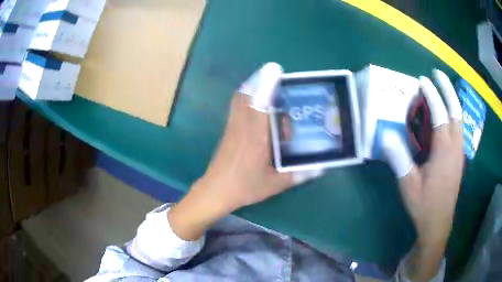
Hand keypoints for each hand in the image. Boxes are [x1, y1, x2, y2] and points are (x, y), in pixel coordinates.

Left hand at [169, 63, 299, 240]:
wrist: (216, 190)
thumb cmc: (245, 186)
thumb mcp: (275, 184)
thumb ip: (298, 174)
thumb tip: (320, 168)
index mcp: (256, 136)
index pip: (260, 103)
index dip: (267, 84)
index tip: (275, 69)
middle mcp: (243, 125)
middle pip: (248, 94)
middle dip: (260, 79)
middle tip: (276, 74)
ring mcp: (233, 125)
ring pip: (240, 98)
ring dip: (252, 85)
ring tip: (267, 82)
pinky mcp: (229, 128)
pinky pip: (236, 105)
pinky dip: (245, 95)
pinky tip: (255, 99)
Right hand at [383, 70, 463, 279]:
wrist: (439, 223)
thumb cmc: (424, 205)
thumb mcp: (409, 185)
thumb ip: (399, 159)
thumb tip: (385, 136)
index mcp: (444, 152)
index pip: (440, 115)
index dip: (432, 95)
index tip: (422, 80)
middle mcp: (455, 147)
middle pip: (456, 111)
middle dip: (447, 89)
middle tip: (437, 74)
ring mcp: (460, 152)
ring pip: (460, 119)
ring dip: (451, 100)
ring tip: (441, 88)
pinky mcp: (459, 158)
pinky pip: (459, 128)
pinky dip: (453, 114)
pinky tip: (446, 114)